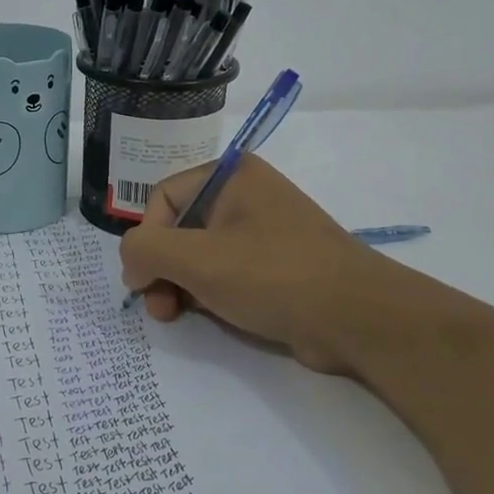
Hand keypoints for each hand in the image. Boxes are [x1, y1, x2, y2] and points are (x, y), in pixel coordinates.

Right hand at [117, 155, 419, 377]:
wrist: (359, 319)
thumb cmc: (274, 275)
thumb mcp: (198, 260)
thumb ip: (146, 250)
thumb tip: (134, 262)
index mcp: (230, 175)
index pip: (162, 199)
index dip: (146, 241)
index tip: (144, 282)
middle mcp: (245, 195)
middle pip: (178, 227)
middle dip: (162, 269)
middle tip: (159, 308)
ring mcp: (262, 231)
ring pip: (199, 254)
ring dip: (180, 285)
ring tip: (176, 316)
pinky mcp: (275, 266)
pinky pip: (225, 272)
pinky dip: (208, 293)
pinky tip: (208, 316)